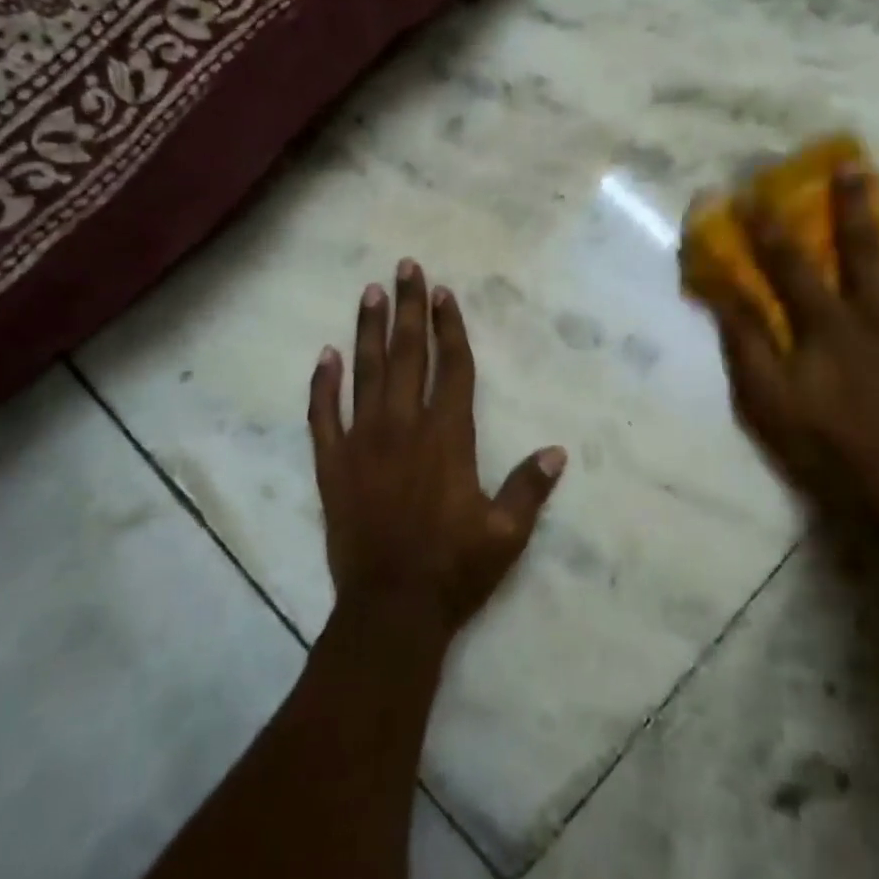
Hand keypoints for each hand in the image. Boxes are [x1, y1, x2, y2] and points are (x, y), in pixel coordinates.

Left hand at [308, 259, 566, 643]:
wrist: (390, 610)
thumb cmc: (454, 569)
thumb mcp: (506, 534)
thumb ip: (529, 488)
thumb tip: (556, 451)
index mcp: (448, 438)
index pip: (451, 368)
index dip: (449, 328)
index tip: (443, 293)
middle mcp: (404, 428)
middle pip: (407, 356)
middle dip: (408, 309)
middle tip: (405, 268)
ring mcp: (363, 444)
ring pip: (365, 374)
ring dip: (368, 331)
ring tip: (369, 293)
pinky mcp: (333, 466)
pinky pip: (322, 416)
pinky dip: (323, 384)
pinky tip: (325, 356)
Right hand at [713, 171, 878, 516]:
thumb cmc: (824, 440)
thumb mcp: (767, 399)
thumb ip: (747, 345)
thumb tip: (724, 296)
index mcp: (827, 322)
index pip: (791, 264)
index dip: (769, 228)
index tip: (752, 195)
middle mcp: (873, 312)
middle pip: (861, 249)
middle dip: (852, 205)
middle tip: (852, 166)